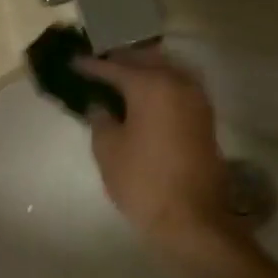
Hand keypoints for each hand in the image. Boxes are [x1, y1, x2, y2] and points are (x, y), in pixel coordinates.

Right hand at [75, 49, 246, 254]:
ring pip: (167, 70)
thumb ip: (100, 119)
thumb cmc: (142, 181)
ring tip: (120, 78)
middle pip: (146, 60)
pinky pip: (178, 87)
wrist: (191, 218)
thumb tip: (100, 105)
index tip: (73, 62)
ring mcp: (196, 99)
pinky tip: (143, 96)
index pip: (115, 67)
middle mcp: (178, 83)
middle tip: (97, 66)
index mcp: (150, 86)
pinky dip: (160, 85)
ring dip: (144, 69)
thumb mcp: (107, 149)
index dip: (91, 66)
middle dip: (121, 60)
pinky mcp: (204, 118)